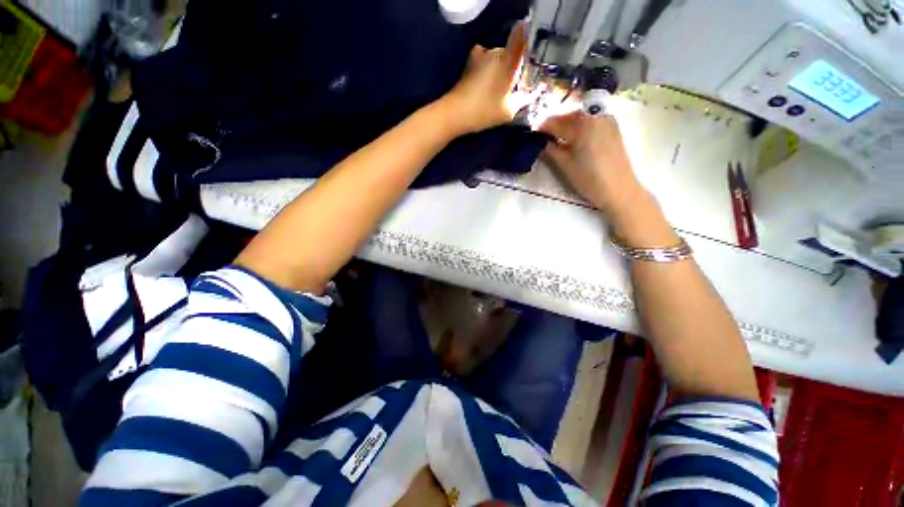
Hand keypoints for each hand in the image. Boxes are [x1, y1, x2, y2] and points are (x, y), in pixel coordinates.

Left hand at [440, 22, 526, 135]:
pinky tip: (486, 84)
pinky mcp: (469, 63)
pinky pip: (484, 61)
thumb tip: (530, 94)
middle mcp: (495, 52)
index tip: (528, 59)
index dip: (527, 43)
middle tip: (513, 87)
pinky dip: (487, 70)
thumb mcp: (508, 111)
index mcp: (508, 60)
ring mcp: (480, 55)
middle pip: (510, 53)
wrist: (455, 113)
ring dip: (499, 69)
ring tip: (497, 89)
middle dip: (513, 67)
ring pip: (497, 58)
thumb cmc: (484, 111)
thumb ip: (522, 100)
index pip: (521, 38)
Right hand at [539, 111, 647, 217]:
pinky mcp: (613, 129)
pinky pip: (591, 122)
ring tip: (558, 140)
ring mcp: (607, 121)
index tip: (533, 136)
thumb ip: (551, 150)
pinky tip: (574, 140)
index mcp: (582, 124)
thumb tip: (542, 142)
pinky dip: (580, 128)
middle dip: (555, 125)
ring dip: (567, 126)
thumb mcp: (564, 165)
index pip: (556, 122)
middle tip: (544, 138)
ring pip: (581, 118)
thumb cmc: (589, 178)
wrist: (618, 189)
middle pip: (569, 116)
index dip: (542, 128)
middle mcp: (596, 116)